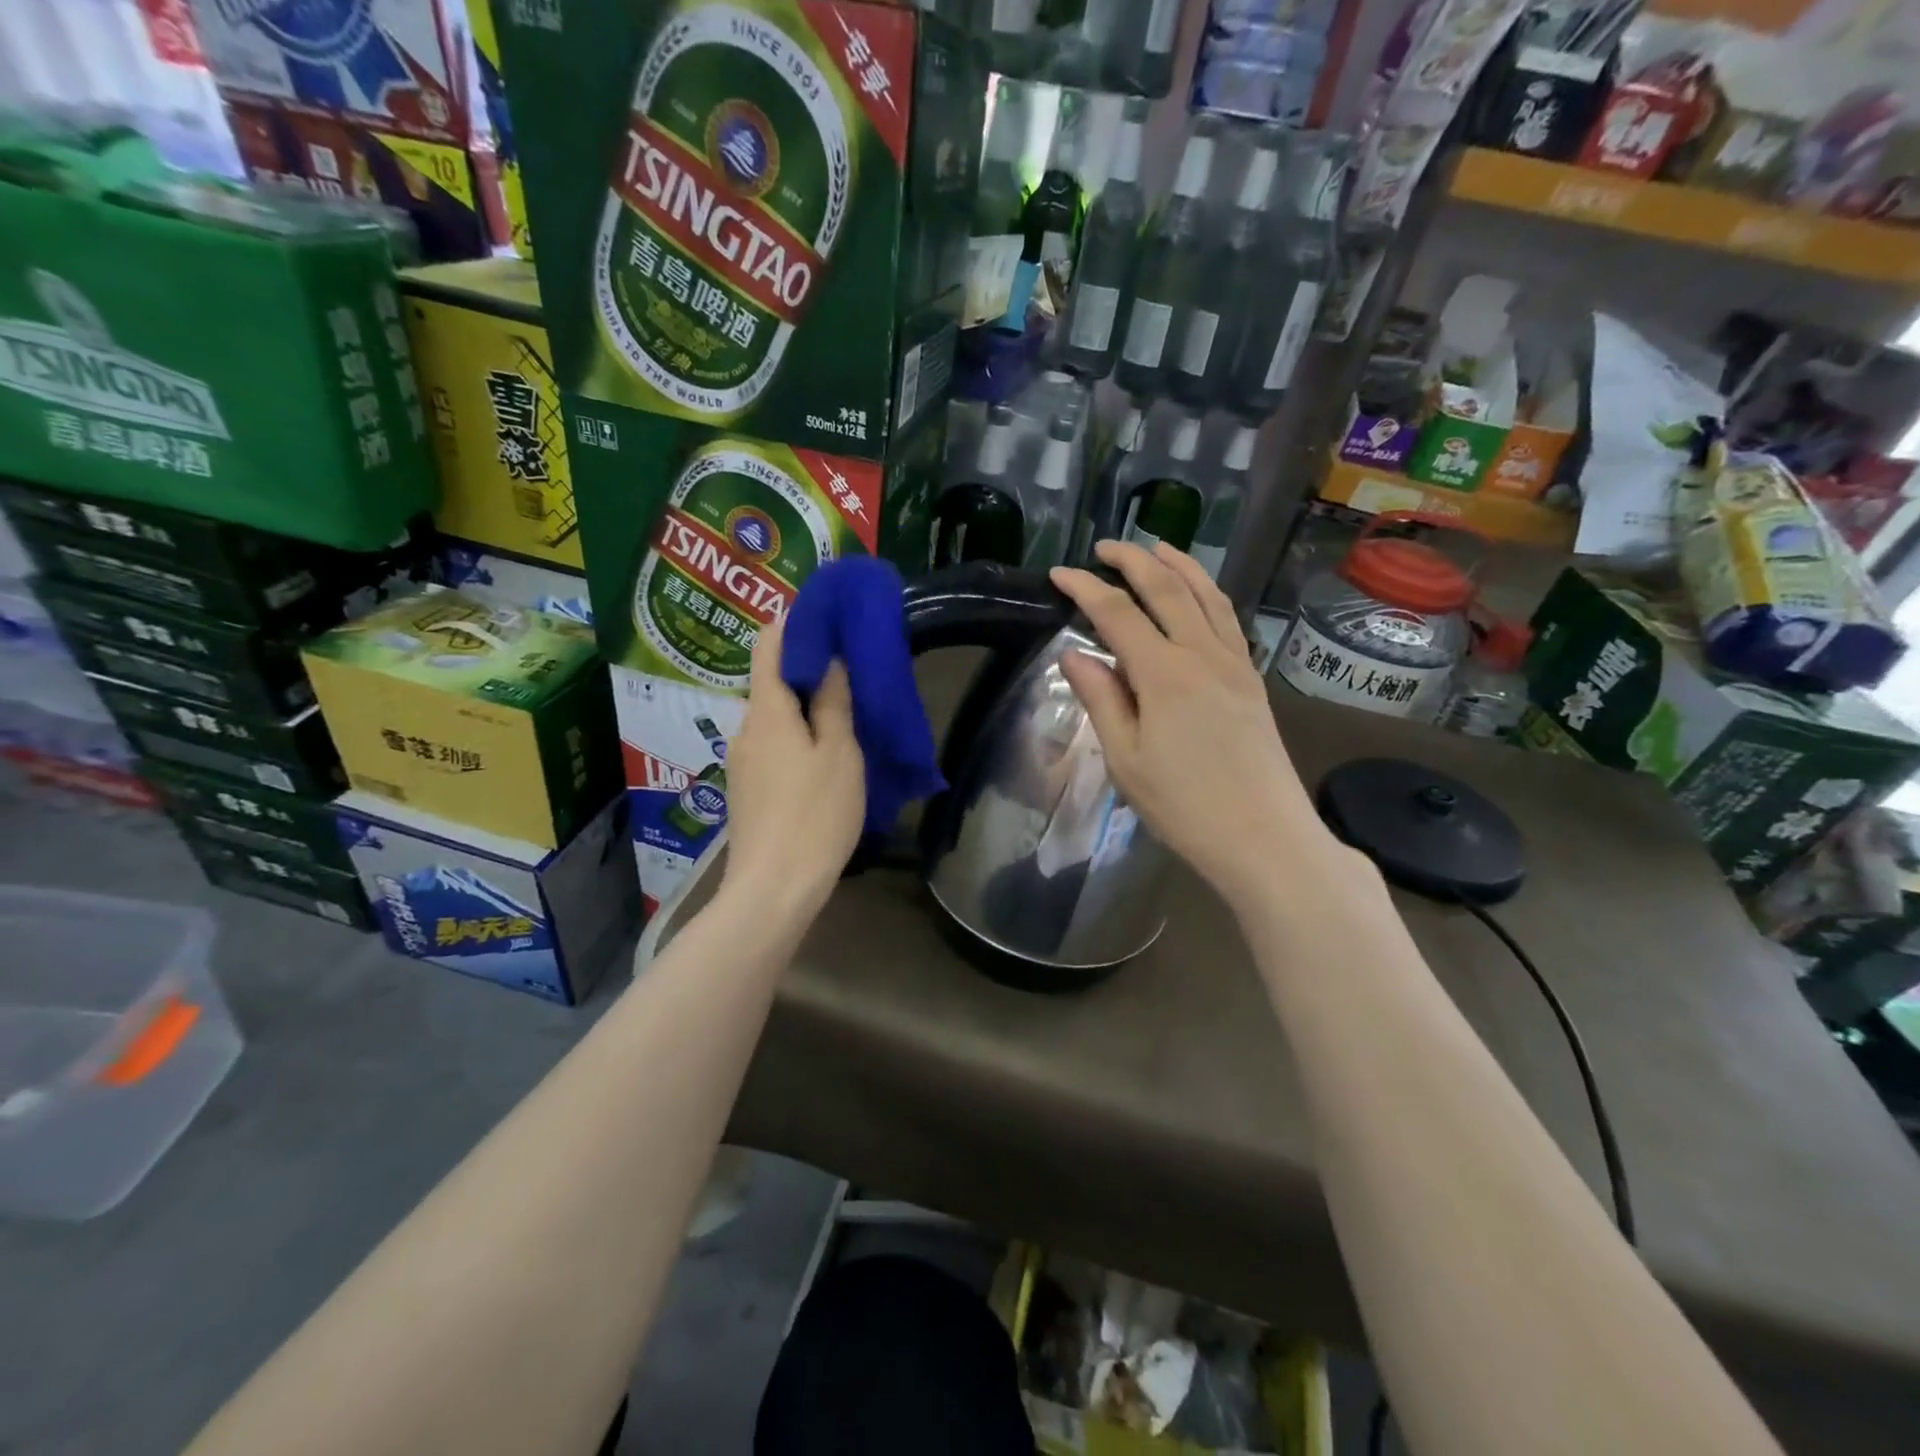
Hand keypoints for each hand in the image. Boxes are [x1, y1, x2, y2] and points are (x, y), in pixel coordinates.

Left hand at [720, 615, 864, 921]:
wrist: (774, 888)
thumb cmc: (815, 814)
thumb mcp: (839, 753)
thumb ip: (834, 703)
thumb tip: (830, 660)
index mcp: (767, 711)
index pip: (769, 645)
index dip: (794, 624)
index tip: (828, 619)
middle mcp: (746, 728)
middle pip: (773, 683)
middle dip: (809, 672)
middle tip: (852, 674)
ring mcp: (742, 761)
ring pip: (776, 718)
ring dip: (806, 710)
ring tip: (846, 717)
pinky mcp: (747, 788)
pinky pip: (774, 746)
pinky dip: (797, 738)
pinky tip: (824, 757)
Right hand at [1049, 541, 1343, 912]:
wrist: (1265, 838)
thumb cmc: (1184, 807)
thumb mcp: (1126, 760)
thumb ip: (1101, 699)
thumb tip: (1074, 654)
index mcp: (1164, 674)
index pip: (1117, 614)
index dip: (1085, 589)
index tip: (1058, 574)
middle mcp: (1203, 655)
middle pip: (1167, 589)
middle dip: (1134, 560)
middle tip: (1105, 547)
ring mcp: (1235, 664)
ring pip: (1207, 596)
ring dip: (1179, 565)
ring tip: (1157, 547)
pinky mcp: (1252, 680)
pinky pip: (1227, 619)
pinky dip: (1207, 593)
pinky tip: (1199, 595)